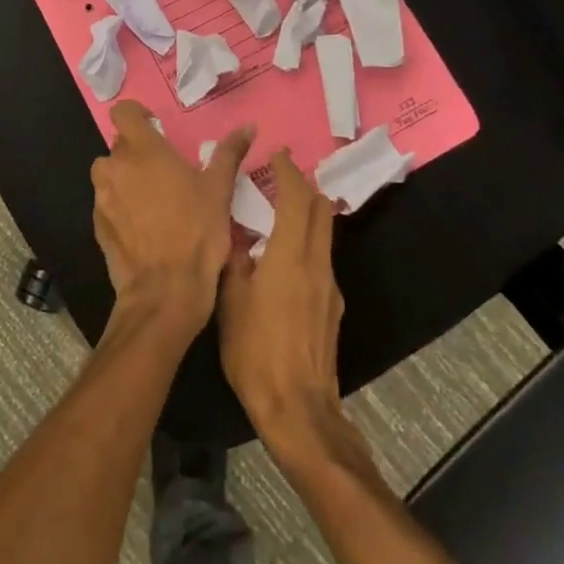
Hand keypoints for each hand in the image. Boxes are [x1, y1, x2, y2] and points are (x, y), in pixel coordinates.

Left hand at [90, 101, 252, 329]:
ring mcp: (101, 197)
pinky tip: (143, 226)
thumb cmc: (197, 232)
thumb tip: (248, 126)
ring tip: (153, 199)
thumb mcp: (219, 189)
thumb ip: (229, 152)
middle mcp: (115, 167)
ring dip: (126, 178)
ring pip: (110, 174)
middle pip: (119, 145)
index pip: (123, 112)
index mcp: (143, 150)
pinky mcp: (97, 225)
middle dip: (138, 152)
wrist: (165, 290)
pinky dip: (120, 206)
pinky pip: (106, 203)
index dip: (137, 115)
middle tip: (165, 171)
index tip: (155, 128)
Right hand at [217, 150, 360, 471]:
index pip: (297, 199)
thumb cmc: (256, 351)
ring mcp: (330, 287)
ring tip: (280, 212)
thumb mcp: (230, 301)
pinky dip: (308, 242)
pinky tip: (285, 259)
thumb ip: (234, 262)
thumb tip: (237, 239)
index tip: (278, 155)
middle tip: (281, 177)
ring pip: (325, 235)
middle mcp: (318, 264)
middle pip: (321, 211)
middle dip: (304, 187)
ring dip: (308, 214)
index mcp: (291, 255)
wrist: (299, 409)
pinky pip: (322, 259)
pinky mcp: (332, 308)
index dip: (288, 172)